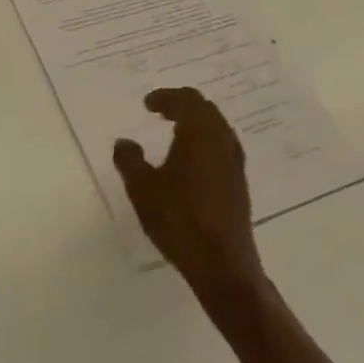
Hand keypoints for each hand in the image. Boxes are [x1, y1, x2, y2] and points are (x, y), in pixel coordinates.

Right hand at [114, 89, 264, 300]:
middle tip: (161, 111)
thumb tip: (124, 142)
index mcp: (200, 133)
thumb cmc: (179, 219)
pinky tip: (191, 162)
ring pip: (217, 128)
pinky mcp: (239, 184)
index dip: (166, 97)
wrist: (222, 265)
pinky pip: (222, 148)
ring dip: (196, 124)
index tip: (147, 104)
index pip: (186, 100)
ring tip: (175, 132)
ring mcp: (234, 163)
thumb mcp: (143, 189)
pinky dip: (205, 142)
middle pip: (205, 109)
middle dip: (183, 105)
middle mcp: (222, 141)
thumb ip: (130, 160)